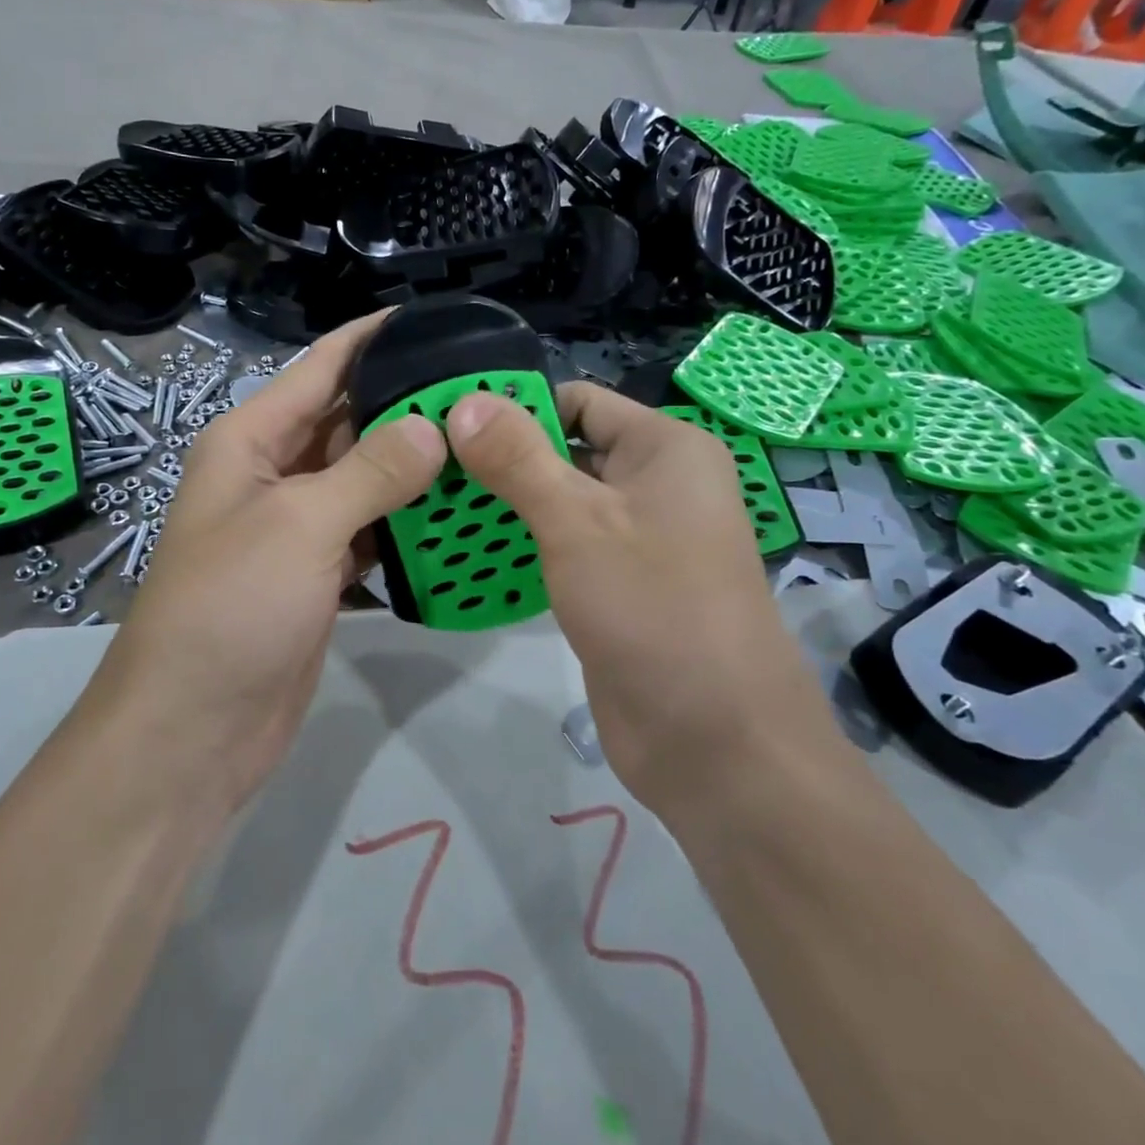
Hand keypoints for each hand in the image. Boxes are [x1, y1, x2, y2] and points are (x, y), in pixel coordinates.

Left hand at [96, 313, 446, 810]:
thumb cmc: (231, 607)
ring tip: (483, 446)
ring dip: (413, 468)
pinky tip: (455, 516)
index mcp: (251, 440)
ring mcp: (295, 528)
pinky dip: (404, 524)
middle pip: (347, 422)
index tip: (434, 323)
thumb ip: (370, 471)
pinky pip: (368, 531)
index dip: (372, 339)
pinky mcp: (316, 575)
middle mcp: (272, 474)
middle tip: (483, 394)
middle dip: (406, 405)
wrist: (193, 728)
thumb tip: (431, 427)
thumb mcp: (299, 524)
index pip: (320, 368)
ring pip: (363, 480)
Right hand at [444, 383, 831, 816]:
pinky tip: (467, 555)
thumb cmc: (653, 608)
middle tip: (428, 469)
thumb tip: (464, 402)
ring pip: (560, 503)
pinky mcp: (619, 586)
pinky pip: (564, 549)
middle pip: (565, 449)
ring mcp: (638, 539)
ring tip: (432, 507)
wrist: (716, 743)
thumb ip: (518, 459)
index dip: (514, 407)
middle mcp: (656, 484)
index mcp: (665, 449)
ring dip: (505, 506)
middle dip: (501, 460)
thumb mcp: (577, 522)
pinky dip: (523, 547)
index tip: (446, 425)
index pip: (577, 400)